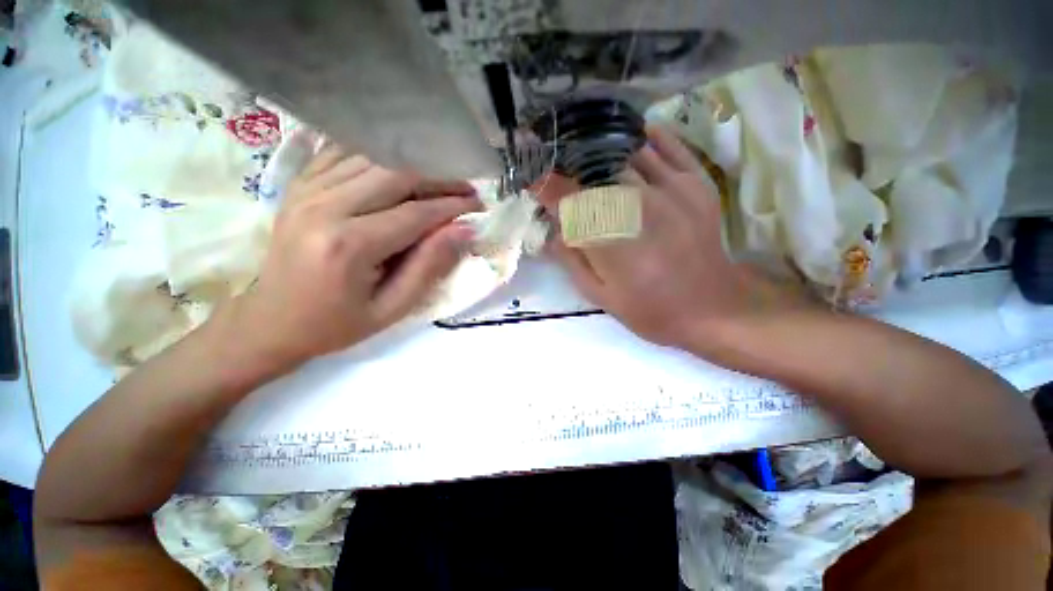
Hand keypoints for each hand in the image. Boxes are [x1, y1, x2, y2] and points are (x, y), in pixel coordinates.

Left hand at [226, 148, 479, 370]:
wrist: (269, 321)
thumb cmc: (336, 324)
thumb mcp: (392, 308)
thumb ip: (430, 266)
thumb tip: (464, 231)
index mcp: (349, 245)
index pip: (415, 213)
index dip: (453, 206)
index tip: (478, 205)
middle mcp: (325, 207)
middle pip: (396, 175)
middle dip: (439, 179)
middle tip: (466, 189)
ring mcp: (306, 190)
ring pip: (373, 158)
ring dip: (415, 167)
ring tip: (441, 181)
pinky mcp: (299, 185)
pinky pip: (344, 154)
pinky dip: (380, 157)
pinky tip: (400, 169)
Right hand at [537, 125, 806, 352]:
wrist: (712, 309)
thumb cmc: (651, 309)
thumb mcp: (600, 296)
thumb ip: (571, 261)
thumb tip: (551, 233)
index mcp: (610, 241)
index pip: (568, 201)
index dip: (546, 187)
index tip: (534, 180)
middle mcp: (637, 207)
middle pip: (594, 173)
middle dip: (570, 168)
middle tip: (559, 168)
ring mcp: (672, 189)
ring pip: (626, 154)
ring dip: (602, 152)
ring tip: (587, 152)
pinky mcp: (696, 183)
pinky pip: (669, 146)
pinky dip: (648, 138)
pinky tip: (632, 137)